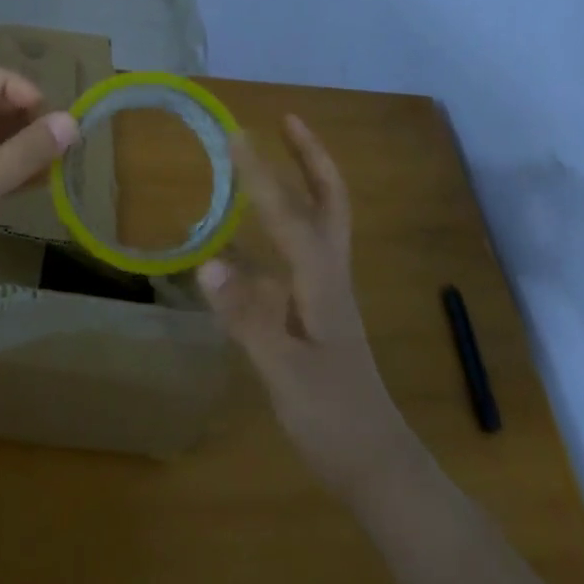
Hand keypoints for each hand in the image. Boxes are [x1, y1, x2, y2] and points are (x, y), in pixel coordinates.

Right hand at [197, 116, 421, 496]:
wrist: (376, 462)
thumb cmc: (332, 418)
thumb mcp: (285, 373)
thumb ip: (247, 318)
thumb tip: (207, 265)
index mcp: (322, 282)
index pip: (290, 214)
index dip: (262, 174)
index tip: (237, 136)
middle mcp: (330, 274)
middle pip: (329, 200)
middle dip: (311, 156)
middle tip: (287, 120)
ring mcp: (329, 291)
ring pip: (320, 220)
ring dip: (303, 181)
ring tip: (273, 157)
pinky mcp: (321, 308)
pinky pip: (302, 248)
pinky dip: (283, 223)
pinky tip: (253, 235)